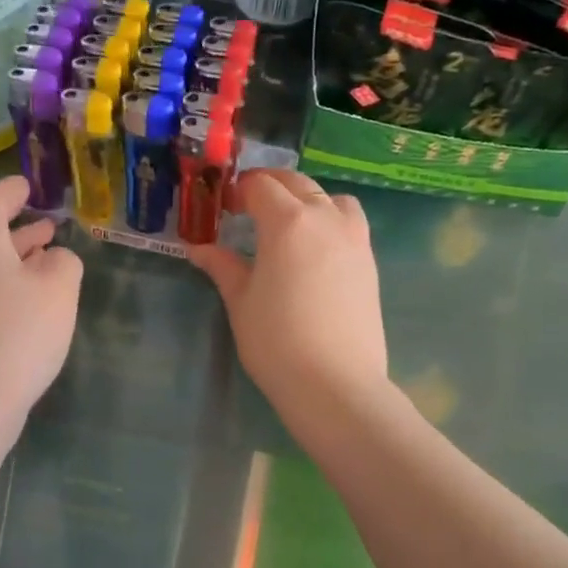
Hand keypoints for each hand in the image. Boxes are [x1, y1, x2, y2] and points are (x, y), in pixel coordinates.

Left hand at [0, 175, 81, 440]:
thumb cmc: (16, 334)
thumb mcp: (58, 289)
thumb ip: (64, 262)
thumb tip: (53, 258)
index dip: (13, 189)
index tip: (30, 184)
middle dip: (18, 226)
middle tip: (49, 224)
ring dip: (14, 257)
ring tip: (46, 256)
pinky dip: (5, 284)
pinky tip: (29, 302)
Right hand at [186, 169, 387, 414]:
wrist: (334, 383)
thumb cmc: (276, 341)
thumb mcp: (240, 301)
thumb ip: (222, 267)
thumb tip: (197, 249)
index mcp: (287, 222)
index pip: (261, 187)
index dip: (240, 190)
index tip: (226, 207)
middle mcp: (325, 218)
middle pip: (297, 184)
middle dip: (271, 188)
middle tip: (249, 209)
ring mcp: (354, 238)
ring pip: (331, 199)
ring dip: (307, 201)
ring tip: (290, 226)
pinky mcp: (369, 262)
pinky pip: (349, 223)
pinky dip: (330, 222)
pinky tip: (315, 252)